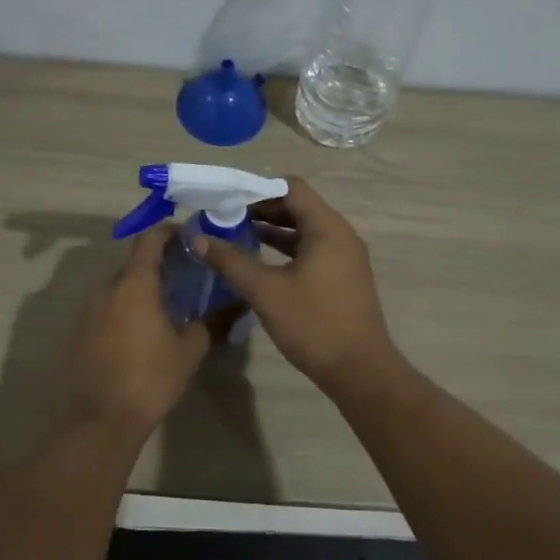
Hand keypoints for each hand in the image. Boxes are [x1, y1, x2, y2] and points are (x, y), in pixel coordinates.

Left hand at [65, 226, 209, 436]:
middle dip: (160, 265)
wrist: (99, 421)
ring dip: (142, 290)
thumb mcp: (189, 350)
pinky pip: (107, 309)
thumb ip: (214, 321)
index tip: (190, 238)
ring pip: (120, 288)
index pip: (149, 239)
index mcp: (134, 284)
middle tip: (187, 278)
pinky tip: (142, 333)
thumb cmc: (149, 378)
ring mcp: (89, 311)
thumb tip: (239, 303)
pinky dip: (126, 310)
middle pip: (135, 264)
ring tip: (169, 307)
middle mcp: (107, 288)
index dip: (169, 232)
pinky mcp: (79, 333)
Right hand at [194, 177, 399, 390]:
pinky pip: (312, 249)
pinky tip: (261, 262)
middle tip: (226, 216)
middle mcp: (341, 235)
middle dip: (262, 208)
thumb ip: (231, 261)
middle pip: (298, 206)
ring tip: (237, 234)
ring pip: (305, 230)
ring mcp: (345, 257)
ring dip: (273, 230)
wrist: (360, 371)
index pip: (291, 187)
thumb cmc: (314, 324)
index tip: (227, 198)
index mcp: (327, 228)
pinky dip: (287, 249)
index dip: (258, 188)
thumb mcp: (266, 291)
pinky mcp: (344, 277)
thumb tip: (198, 238)